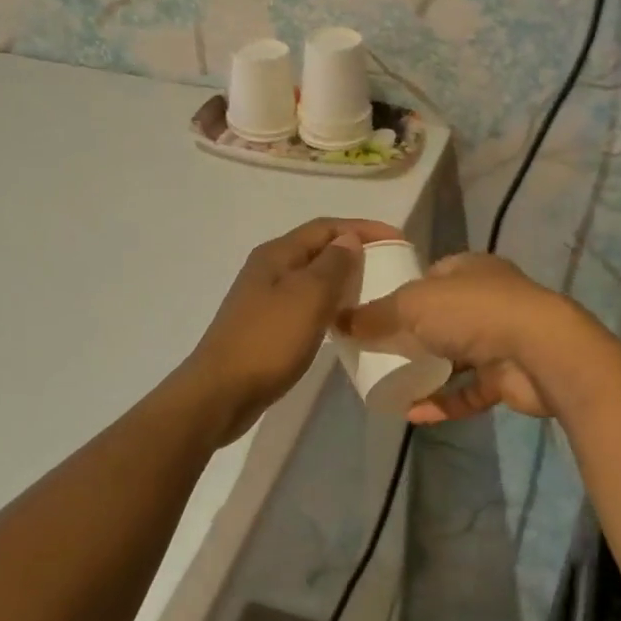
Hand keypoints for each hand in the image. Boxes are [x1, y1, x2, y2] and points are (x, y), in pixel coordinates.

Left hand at [187, 218, 402, 438]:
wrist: (220, 394)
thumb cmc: (268, 341)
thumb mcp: (308, 297)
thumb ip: (333, 264)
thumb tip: (349, 239)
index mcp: (277, 254)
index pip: (326, 226)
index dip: (364, 228)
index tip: (399, 240)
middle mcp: (269, 268)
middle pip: (318, 248)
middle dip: (354, 250)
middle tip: (390, 264)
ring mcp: (264, 297)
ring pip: (312, 276)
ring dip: (342, 278)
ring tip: (373, 290)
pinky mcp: (266, 325)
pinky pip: (305, 302)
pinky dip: (329, 303)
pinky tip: (343, 321)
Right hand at [340, 253, 585, 422]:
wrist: (541, 352)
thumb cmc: (473, 313)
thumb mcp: (413, 305)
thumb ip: (376, 314)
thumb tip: (339, 321)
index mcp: (469, 269)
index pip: (430, 276)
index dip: (402, 291)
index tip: (374, 313)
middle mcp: (487, 299)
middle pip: (441, 316)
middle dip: (412, 334)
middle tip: (377, 353)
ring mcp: (500, 338)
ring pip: (455, 355)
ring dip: (427, 371)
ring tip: (390, 385)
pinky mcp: (507, 377)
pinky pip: (468, 390)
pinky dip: (443, 401)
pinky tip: (413, 414)